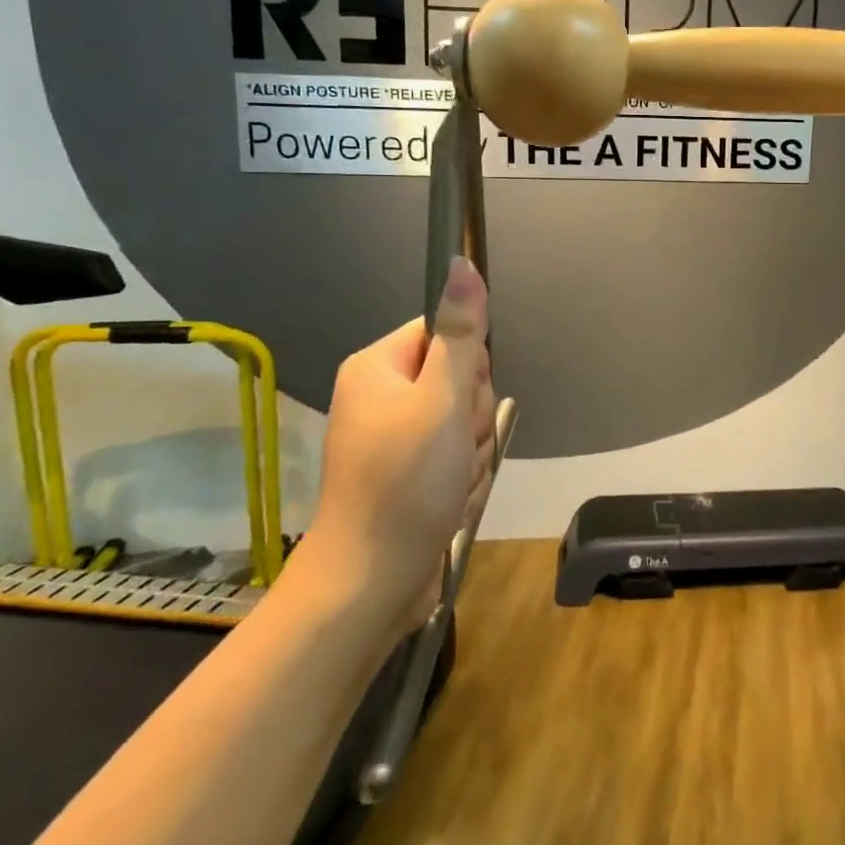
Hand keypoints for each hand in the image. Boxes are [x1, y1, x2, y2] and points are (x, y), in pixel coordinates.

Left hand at [309, 258, 495, 600]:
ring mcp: (395, 437)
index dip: (468, 365)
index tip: (461, 400)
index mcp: (378, 366)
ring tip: (450, 480)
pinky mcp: (409, 471)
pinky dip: (462, 475)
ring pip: (464, 420)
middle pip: (460, 378)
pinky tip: (448, 498)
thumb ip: (460, 333)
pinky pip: (455, 454)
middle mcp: (382, 395)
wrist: (372, 581)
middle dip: (472, 416)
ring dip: (472, 451)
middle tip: (455, 447)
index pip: (444, 333)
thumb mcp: (442, 398)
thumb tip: (461, 263)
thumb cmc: (406, 481)